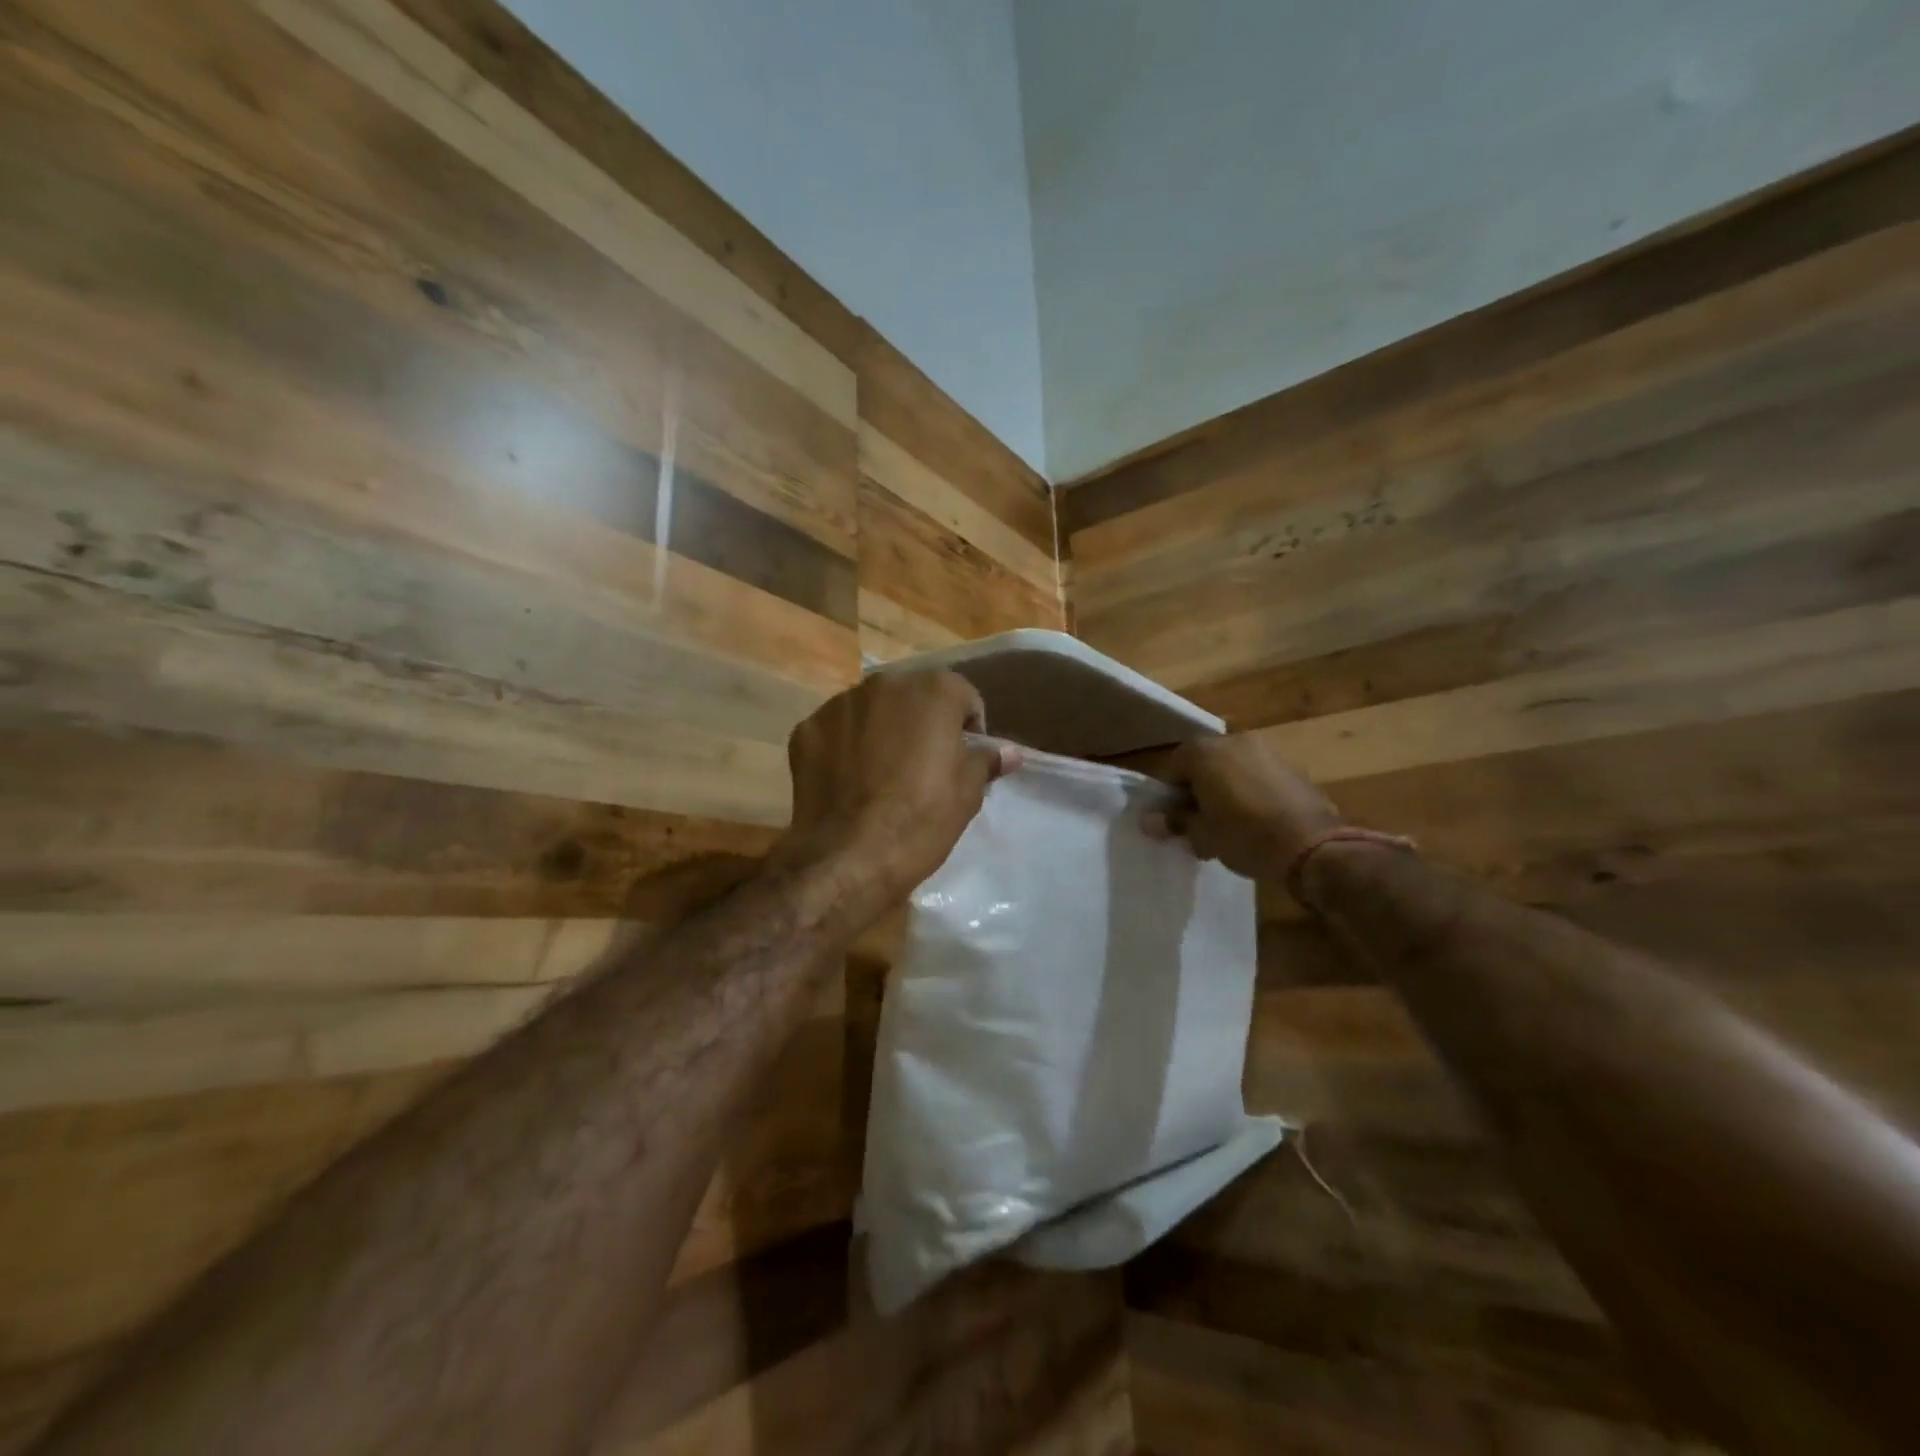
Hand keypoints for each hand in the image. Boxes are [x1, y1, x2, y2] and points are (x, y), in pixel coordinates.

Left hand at [774, 672, 1020, 905]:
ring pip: (871, 711)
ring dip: (881, 731)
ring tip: (882, 774)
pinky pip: (836, 731)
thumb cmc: (920, 821)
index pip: (963, 697)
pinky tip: (849, 782)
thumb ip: (986, 761)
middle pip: (913, 697)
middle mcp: (884, 683)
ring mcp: (839, 704)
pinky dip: (845, 747)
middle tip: (923, 766)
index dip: (968, 729)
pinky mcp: (806, 729)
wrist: (848, 857)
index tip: (964, 760)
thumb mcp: (967, 794)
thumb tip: (1009, 752)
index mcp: (933, 690)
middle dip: (921, 723)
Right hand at [1149, 734, 1343, 882]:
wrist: (1313, 846)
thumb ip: (1174, 821)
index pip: (1172, 766)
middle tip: (1198, 823)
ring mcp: (1267, 751)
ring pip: (1232, 768)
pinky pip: (1257, 775)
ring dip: (1224, 790)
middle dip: (1197, 790)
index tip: (1172, 820)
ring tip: (1227, 825)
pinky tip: (1255, 821)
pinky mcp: (1292, 766)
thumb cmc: (1245, 836)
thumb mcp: (1202, 834)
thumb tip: (1149, 820)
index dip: (1168, 794)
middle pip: (1204, 763)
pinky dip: (1250, 791)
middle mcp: (1234, 741)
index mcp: (1205, 752)